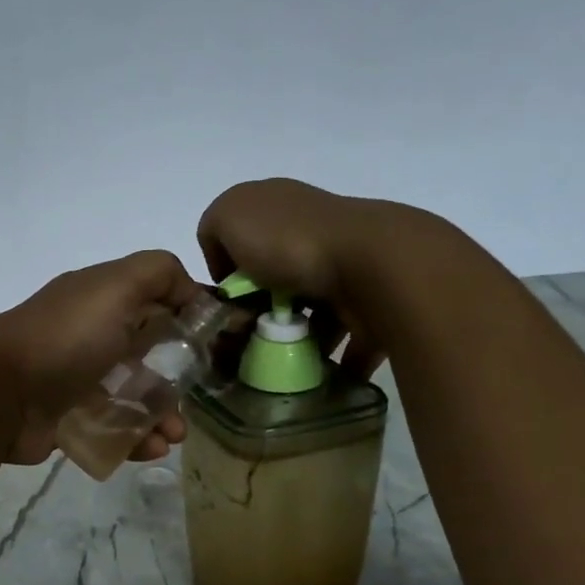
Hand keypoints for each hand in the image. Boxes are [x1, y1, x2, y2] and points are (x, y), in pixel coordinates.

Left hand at [0, 250, 205, 465]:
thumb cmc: (65, 337)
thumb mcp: (116, 286)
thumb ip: (159, 273)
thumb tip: (192, 292)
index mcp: (100, 300)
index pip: (154, 301)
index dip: (187, 316)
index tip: (216, 341)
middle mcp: (89, 336)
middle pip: (147, 354)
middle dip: (178, 376)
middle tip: (194, 398)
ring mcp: (77, 380)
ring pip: (132, 397)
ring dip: (161, 415)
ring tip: (173, 435)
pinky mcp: (67, 420)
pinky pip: (111, 430)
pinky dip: (135, 440)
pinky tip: (151, 449)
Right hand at [196, 178, 387, 377]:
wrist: (370, 265)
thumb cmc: (289, 240)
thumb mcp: (228, 216)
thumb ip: (213, 229)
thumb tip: (229, 266)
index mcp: (282, 208)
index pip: (242, 238)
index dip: (227, 269)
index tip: (225, 298)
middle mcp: (315, 234)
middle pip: (275, 280)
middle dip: (258, 311)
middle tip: (246, 338)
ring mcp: (347, 269)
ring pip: (309, 312)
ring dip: (292, 339)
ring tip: (275, 362)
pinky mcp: (371, 306)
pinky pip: (344, 341)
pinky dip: (330, 362)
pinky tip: (309, 376)